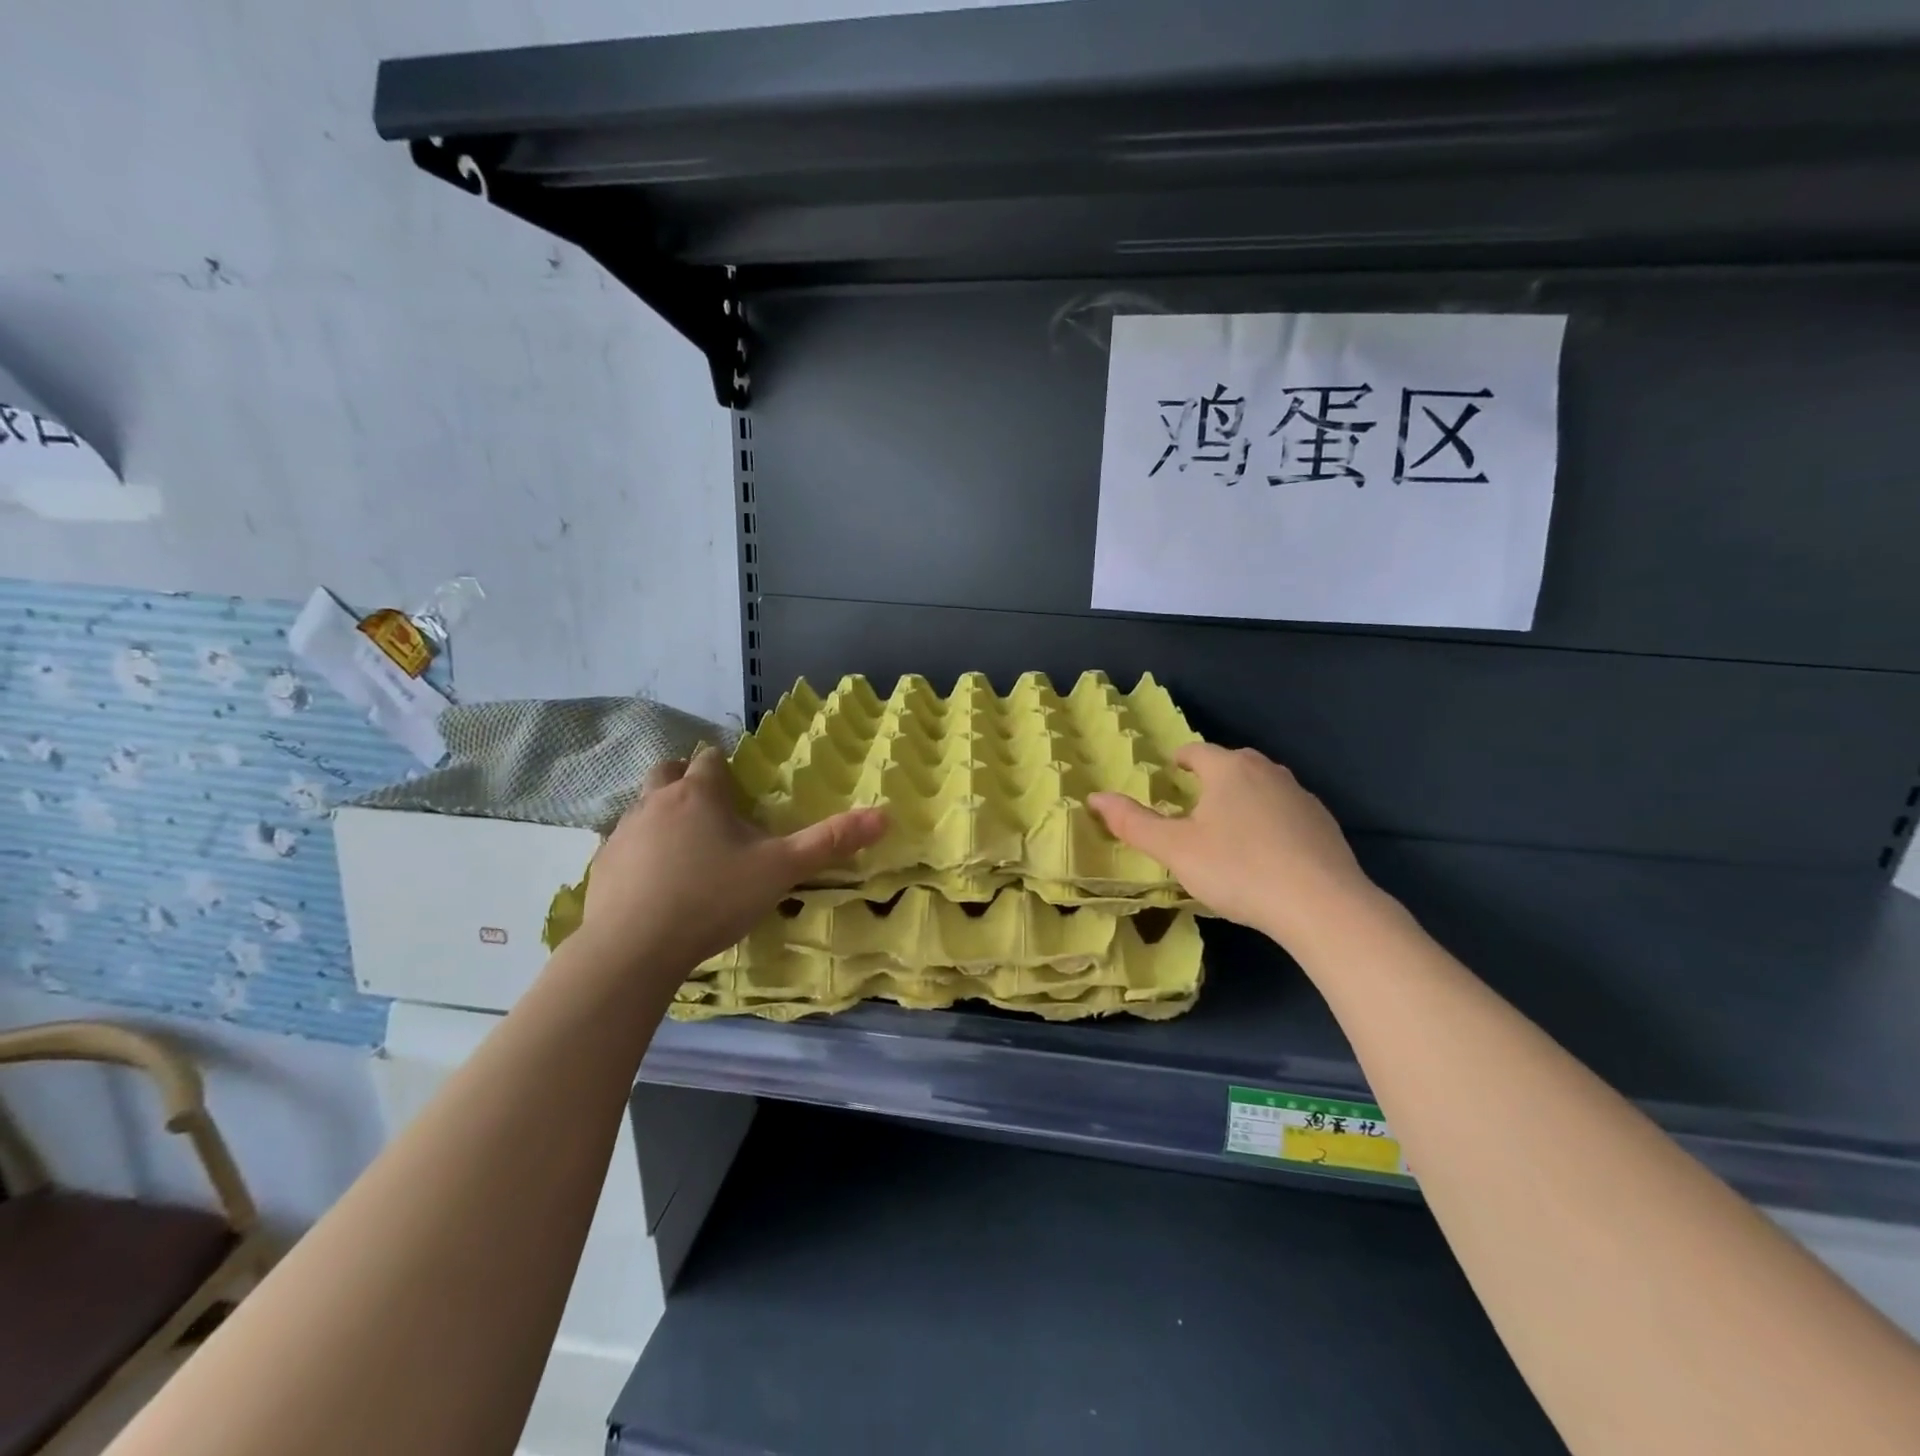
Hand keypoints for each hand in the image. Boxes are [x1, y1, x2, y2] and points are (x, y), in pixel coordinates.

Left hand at [581, 747, 887, 973]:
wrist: (633, 949)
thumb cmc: (712, 898)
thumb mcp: (780, 870)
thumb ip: (830, 842)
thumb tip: (885, 814)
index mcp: (699, 794)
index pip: (710, 759)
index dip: (724, 766)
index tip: (737, 783)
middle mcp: (656, 802)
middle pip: (667, 770)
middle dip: (686, 778)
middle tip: (709, 807)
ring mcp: (623, 832)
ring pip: (641, 805)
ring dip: (661, 812)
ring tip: (684, 845)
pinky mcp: (600, 865)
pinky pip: (622, 843)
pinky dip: (639, 849)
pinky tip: (653, 880)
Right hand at [1089, 744, 1381, 954]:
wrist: (1322, 905)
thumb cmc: (1238, 869)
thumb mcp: (1175, 850)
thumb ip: (1133, 823)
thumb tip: (1094, 797)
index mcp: (1228, 769)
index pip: (1196, 751)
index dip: (1179, 760)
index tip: (1170, 773)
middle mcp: (1267, 771)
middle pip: (1232, 764)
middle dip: (1211, 778)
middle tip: (1193, 803)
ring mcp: (1301, 796)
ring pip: (1262, 786)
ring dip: (1242, 798)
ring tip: (1228, 827)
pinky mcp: (1324, 824)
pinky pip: (1286, 811)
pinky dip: (1270, 821)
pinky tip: (1267, 852)